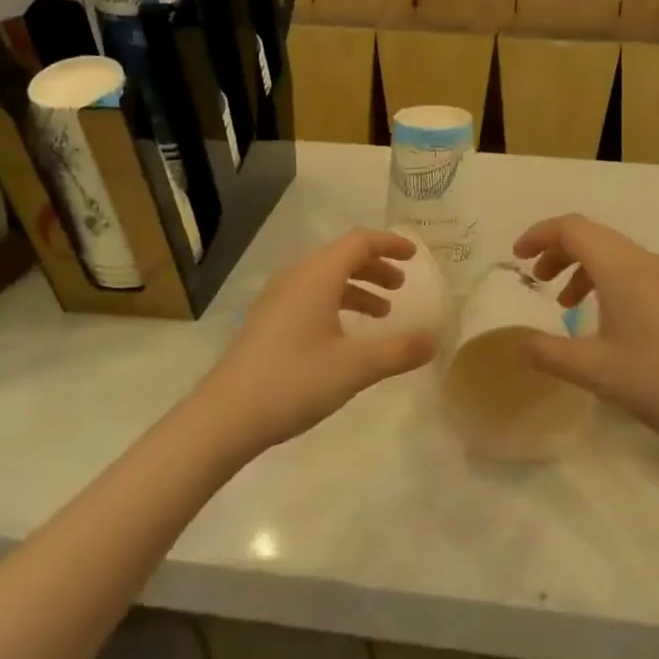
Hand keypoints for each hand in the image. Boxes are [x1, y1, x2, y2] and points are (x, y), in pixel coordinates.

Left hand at [197, 228, 437, 456]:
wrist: (225, 416)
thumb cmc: (295, 381)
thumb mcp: (355, 367)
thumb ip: (398, 351)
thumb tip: (433, 341)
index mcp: (316, 276)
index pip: (358, 242)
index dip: (389, 244)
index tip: (414, 256)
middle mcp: (295, 278)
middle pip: (341, 257)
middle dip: (375, 267)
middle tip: (401, 287)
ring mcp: (277, 300)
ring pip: (325, 279)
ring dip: (357, 288)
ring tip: (382, 314)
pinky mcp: (267, 322)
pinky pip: (310, 297)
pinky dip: (337, 304)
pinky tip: (346, 337)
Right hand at [513, 214, 658, 452]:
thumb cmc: (658, 380)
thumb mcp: (594, 370)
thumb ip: (548, 353)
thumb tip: (518, 344)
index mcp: (621, 268)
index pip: (572, 229)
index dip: (539, 235)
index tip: (516, 257)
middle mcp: (644, 261)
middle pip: (592, 235)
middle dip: (557, 250)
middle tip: (534, 279)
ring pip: (613, 253)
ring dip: (581, 267)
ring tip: (563, 303)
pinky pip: (631, 271)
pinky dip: (605, 281)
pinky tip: (602, 320)